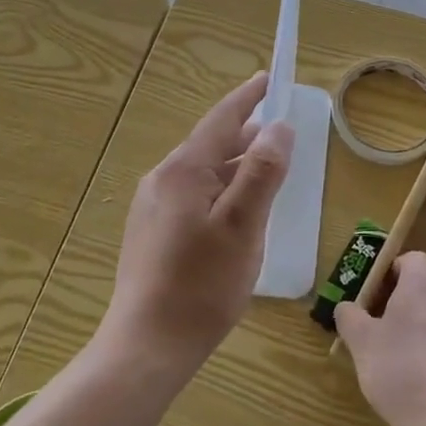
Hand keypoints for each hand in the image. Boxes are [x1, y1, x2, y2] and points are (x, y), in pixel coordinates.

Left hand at [100, 71, 294, 378]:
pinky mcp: (150, 234)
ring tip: (262, 171)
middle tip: (277, 132)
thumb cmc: (201, 285)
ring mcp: (151, 208)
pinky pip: (191, 196)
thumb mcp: (243, 226)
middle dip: (244, 136)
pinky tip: (233, 213)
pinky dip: (219, 191)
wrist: (145, 347)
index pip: (221, 119)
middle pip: (210, 145)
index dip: (247, 98)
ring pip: (201, 173)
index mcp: (183, 170)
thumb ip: (262, 172)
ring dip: (233, 167)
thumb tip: (279, 126)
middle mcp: (162, 180)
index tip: (267, 78)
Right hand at [335, 252, 425, 425]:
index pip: (411, 259)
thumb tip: (346, 307)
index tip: (374, 299)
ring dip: (423, 327)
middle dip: (403, 302)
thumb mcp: (361, 343)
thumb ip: (349, 316)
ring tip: (402, 360)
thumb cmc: (401, 372)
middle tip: (382, 330)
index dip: (390, 274)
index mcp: (424, 284)